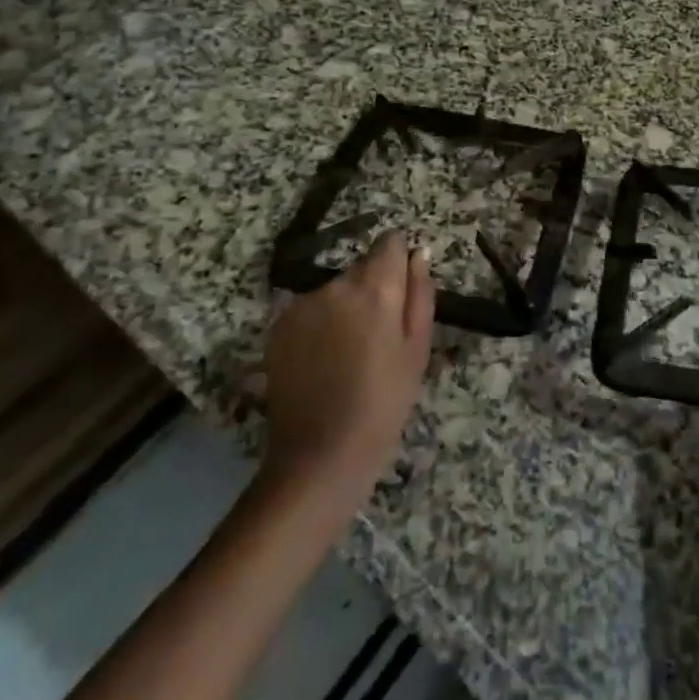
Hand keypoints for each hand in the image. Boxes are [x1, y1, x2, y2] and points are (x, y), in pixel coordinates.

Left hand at [259, 232, 434, 505]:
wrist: (319, 456)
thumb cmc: (384, 403)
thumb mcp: (418, 349)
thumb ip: (420, 293)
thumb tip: (419, 253)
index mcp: (376, 288)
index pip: (390, 243)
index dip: (398, 262)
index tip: (401, 292)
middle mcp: (336, 285)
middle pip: (361, 267)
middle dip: (372, 289)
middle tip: (378, 336)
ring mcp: (302, 305)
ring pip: (334, 290)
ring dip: (344, 307)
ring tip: (348, 354)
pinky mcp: (278, 327)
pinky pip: (309, 310)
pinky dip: (318, 325)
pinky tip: (322, 362)